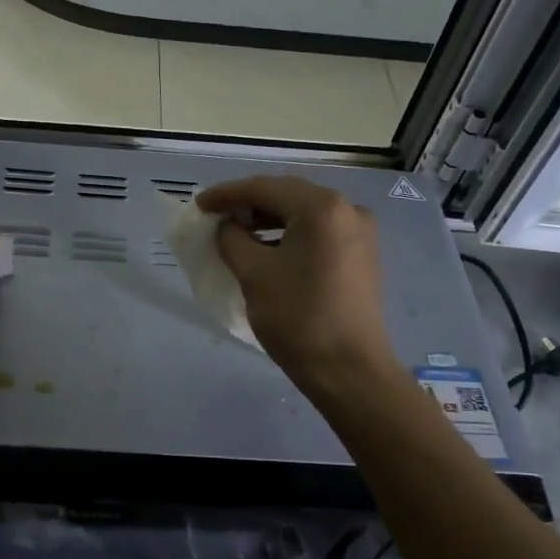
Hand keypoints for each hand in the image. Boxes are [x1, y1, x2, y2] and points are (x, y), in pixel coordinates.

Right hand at [195, 175, 402, 399]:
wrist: (349, 370)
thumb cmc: (298, 318)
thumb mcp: (253, 274)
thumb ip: (232, 239)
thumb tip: (228, 226)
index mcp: (322, 208)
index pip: (264, 188)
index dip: (227, 194)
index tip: (199, 205)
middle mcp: (348, 210)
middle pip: (287, 195)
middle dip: (249, 203)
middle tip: (216, 216)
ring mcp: (359, 233)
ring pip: (304, 214)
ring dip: (269, 219)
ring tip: (236, 232)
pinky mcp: (361, 255)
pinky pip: (318, 232)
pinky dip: (289, 234)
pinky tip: (267, 248)